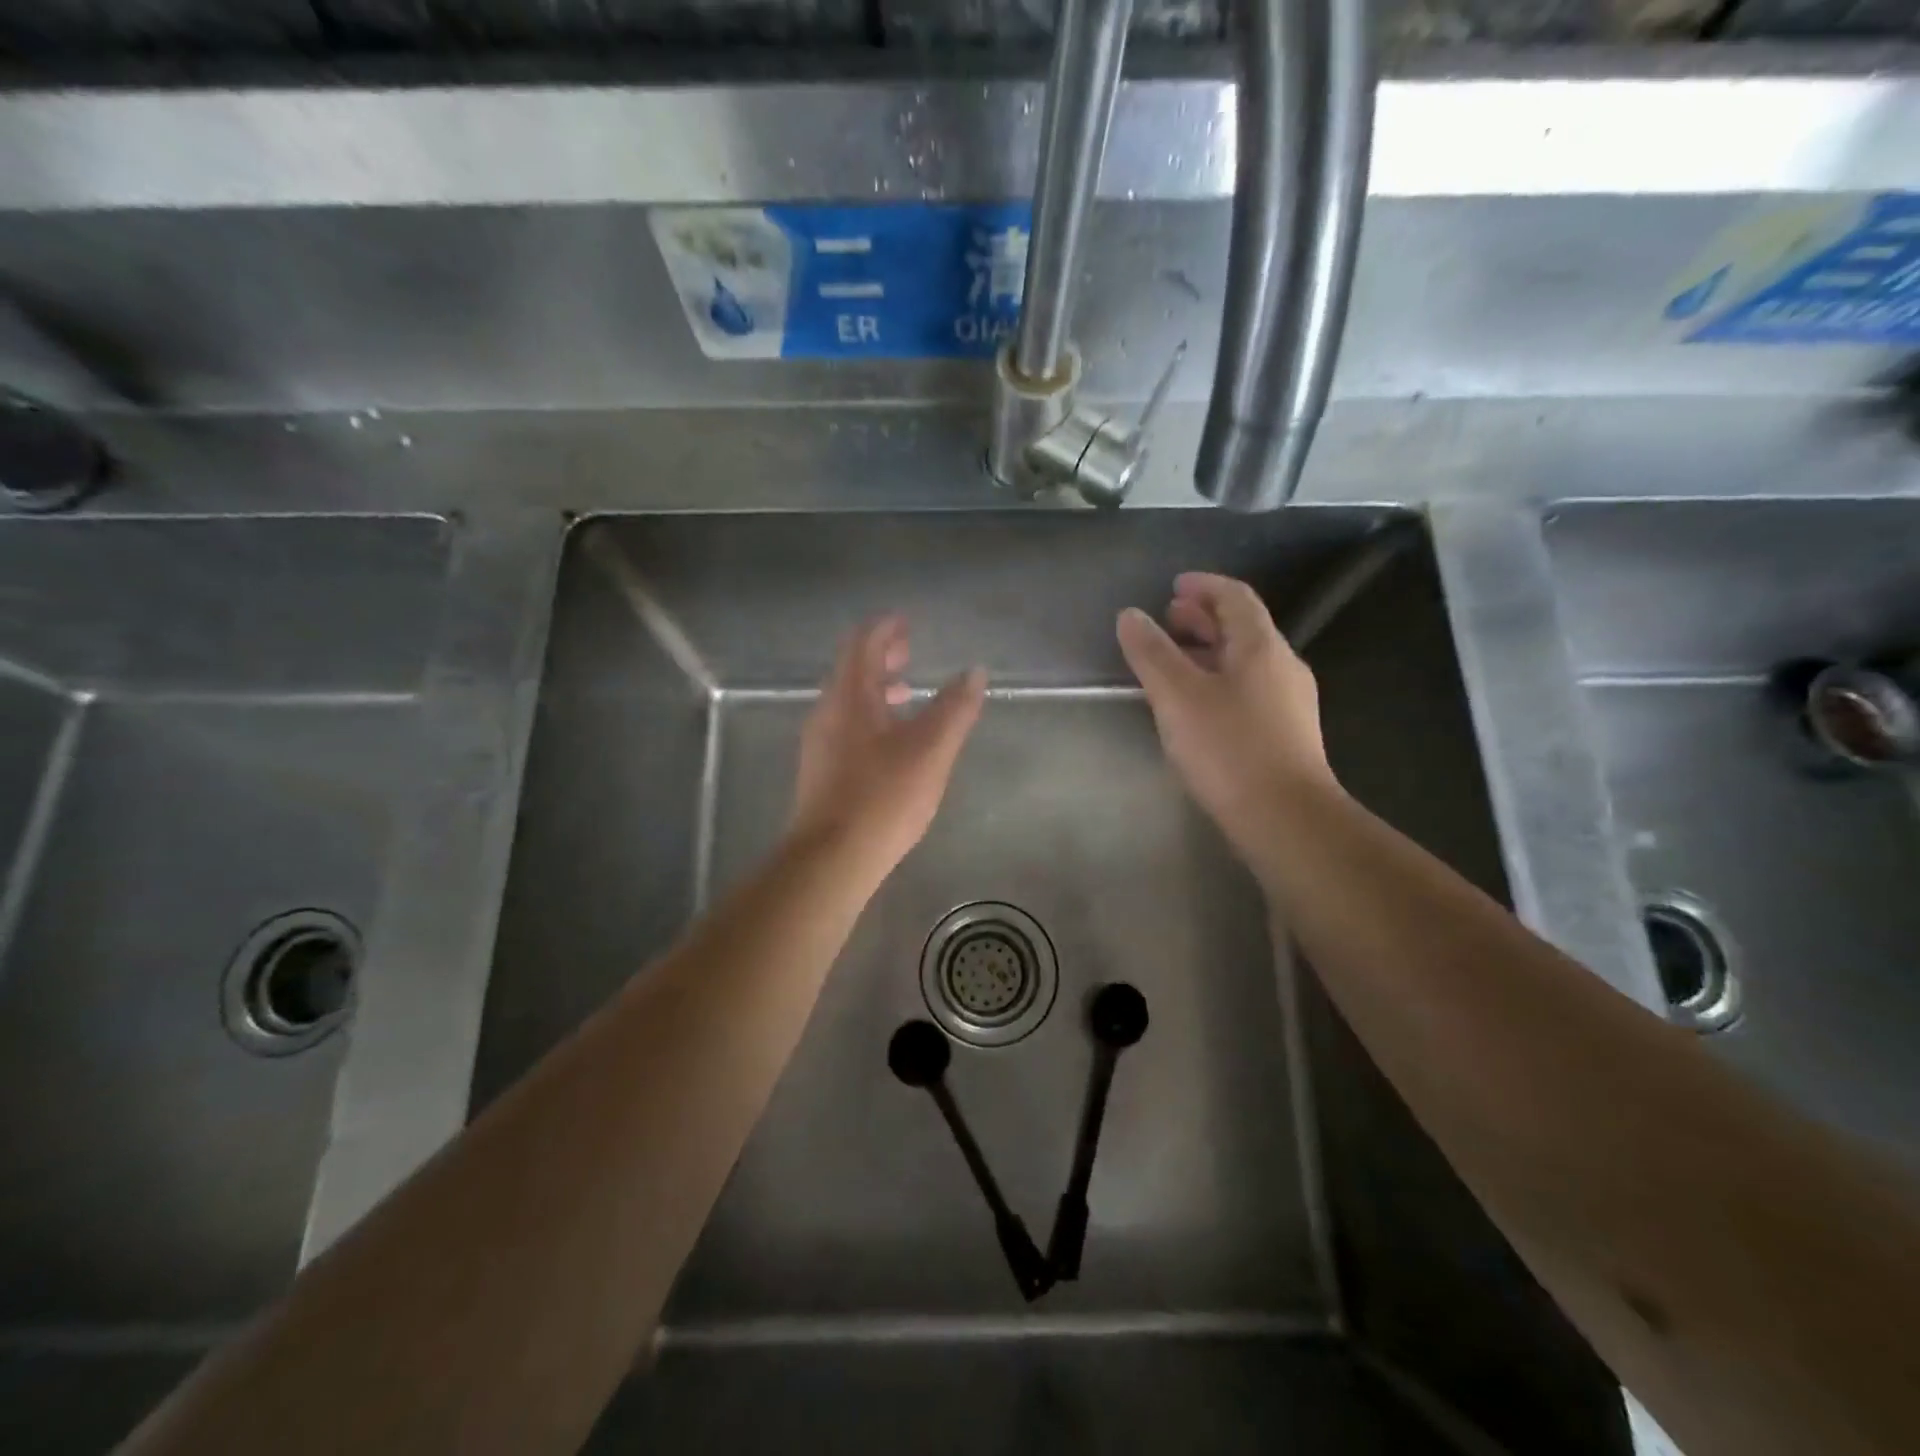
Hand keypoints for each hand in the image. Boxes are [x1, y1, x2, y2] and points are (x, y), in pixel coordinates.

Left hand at [791, 616, 985, 881]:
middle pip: (851, 669)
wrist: (831, 858)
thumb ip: (955, 708)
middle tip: (909, 651)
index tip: (907, 622)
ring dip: (876, 688)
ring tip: (907, 693)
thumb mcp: (931, 750)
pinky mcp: (821, 770)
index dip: (885, 628)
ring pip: (848, 700)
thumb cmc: (883, 797)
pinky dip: (870, 715)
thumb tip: (974, 671)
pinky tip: (892, 741)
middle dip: (880, 655)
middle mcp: (828, 712)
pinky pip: (846, 725)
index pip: (862, 643)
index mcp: (849, 696)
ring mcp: (820, 743)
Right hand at [1116, 573, 1336, 864]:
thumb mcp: (1178, 696)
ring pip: (1245, 661)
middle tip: (1167, 621)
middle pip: (1242, 628)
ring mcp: (1290, 702)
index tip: (1173, 586)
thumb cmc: (1228, 748)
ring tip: (1174, 662)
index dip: (1203, 586)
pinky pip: (1249, 689)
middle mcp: (1283, 666)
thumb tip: (1130, 615)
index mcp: (1261, 647)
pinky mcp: (1286, 733)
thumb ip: (1152, 653)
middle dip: (1203, 618)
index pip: (1235, 597)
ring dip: (1210, 651)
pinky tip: (1197, 705)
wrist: (1285, 818)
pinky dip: (1219, 680)